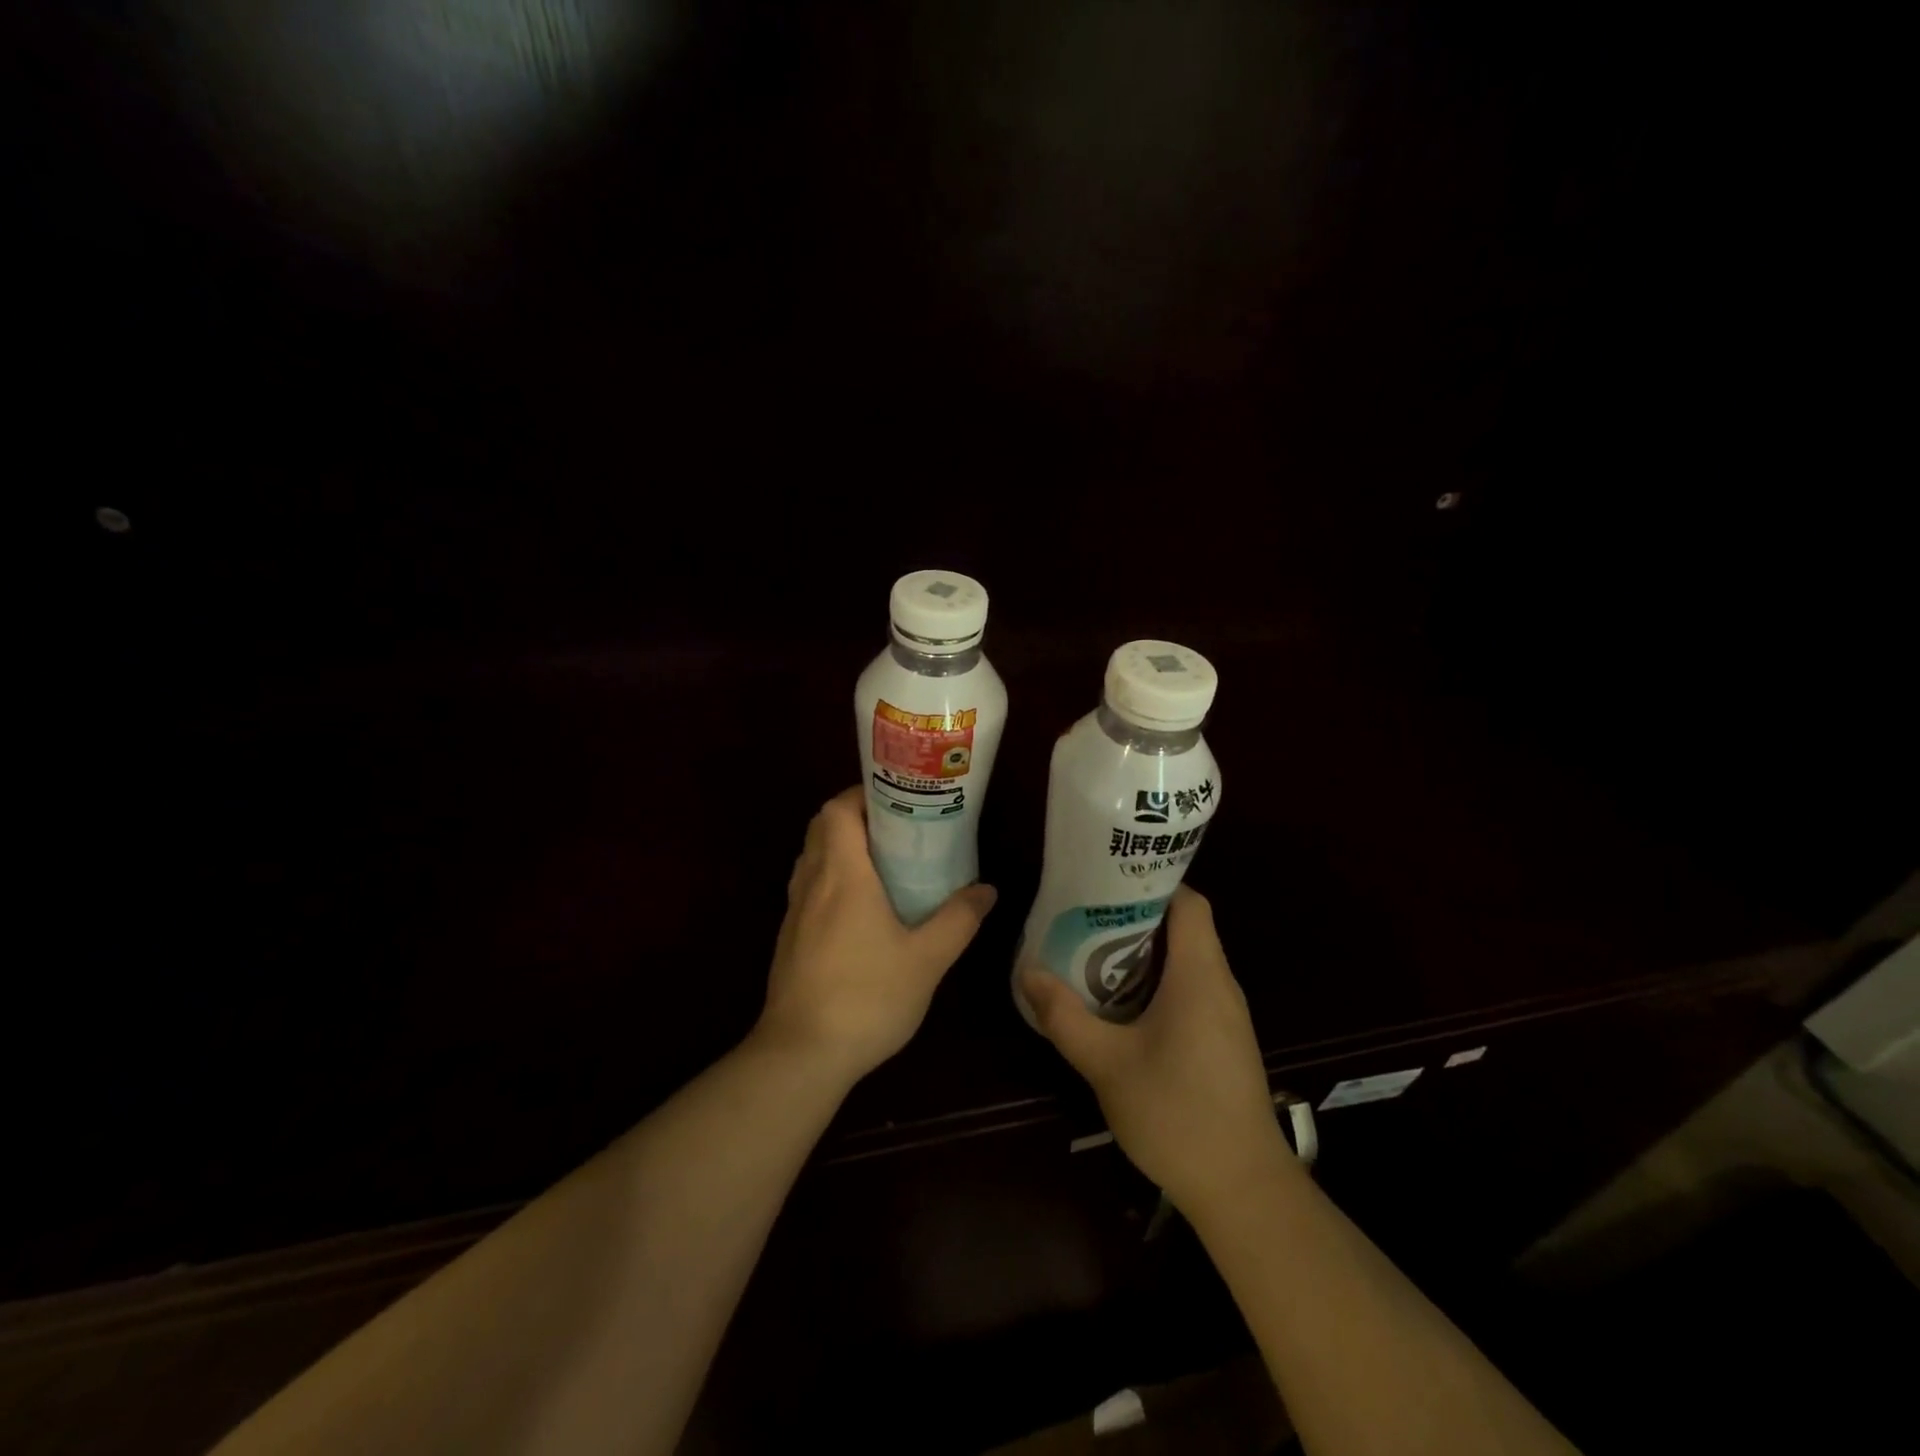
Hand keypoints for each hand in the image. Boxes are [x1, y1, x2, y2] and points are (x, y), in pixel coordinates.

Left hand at [757, 786, 996, 1089]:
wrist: (801, 1055)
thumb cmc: (867, 997)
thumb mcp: (927, 960)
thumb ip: (958, 920)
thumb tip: (986, 890)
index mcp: (842, 875)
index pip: (837, 810)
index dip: (862, 795)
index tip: (897, 801)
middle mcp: (812, 883)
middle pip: (821, 828)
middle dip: (855, 817)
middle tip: (897, 829)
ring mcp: (794, 911)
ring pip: (812, 858)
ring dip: (841, 848)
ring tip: (883, 863)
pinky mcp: (789, 938)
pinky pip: (808, 888)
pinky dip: (831, 879)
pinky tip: (861, 910)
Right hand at [1020, 887, 1291, 1211]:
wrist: (1243, 1190)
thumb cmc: (1177, 1114)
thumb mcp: (1106, 1063)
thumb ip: (1064, 1016)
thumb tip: (1027, 972)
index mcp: (1200, 974)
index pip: (1189, 901)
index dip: (1151, 883)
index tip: (1105, 885)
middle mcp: (1221, 984)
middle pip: (1184, 927)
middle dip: (1135, 917)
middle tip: (1084, 919)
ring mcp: (1227, 1015)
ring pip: (1187, 961)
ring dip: (1143, 954)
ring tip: (1092, 955)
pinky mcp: (1225, 1041)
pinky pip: (1191, 990)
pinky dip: (1157, 984)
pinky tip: (1121, 1007)